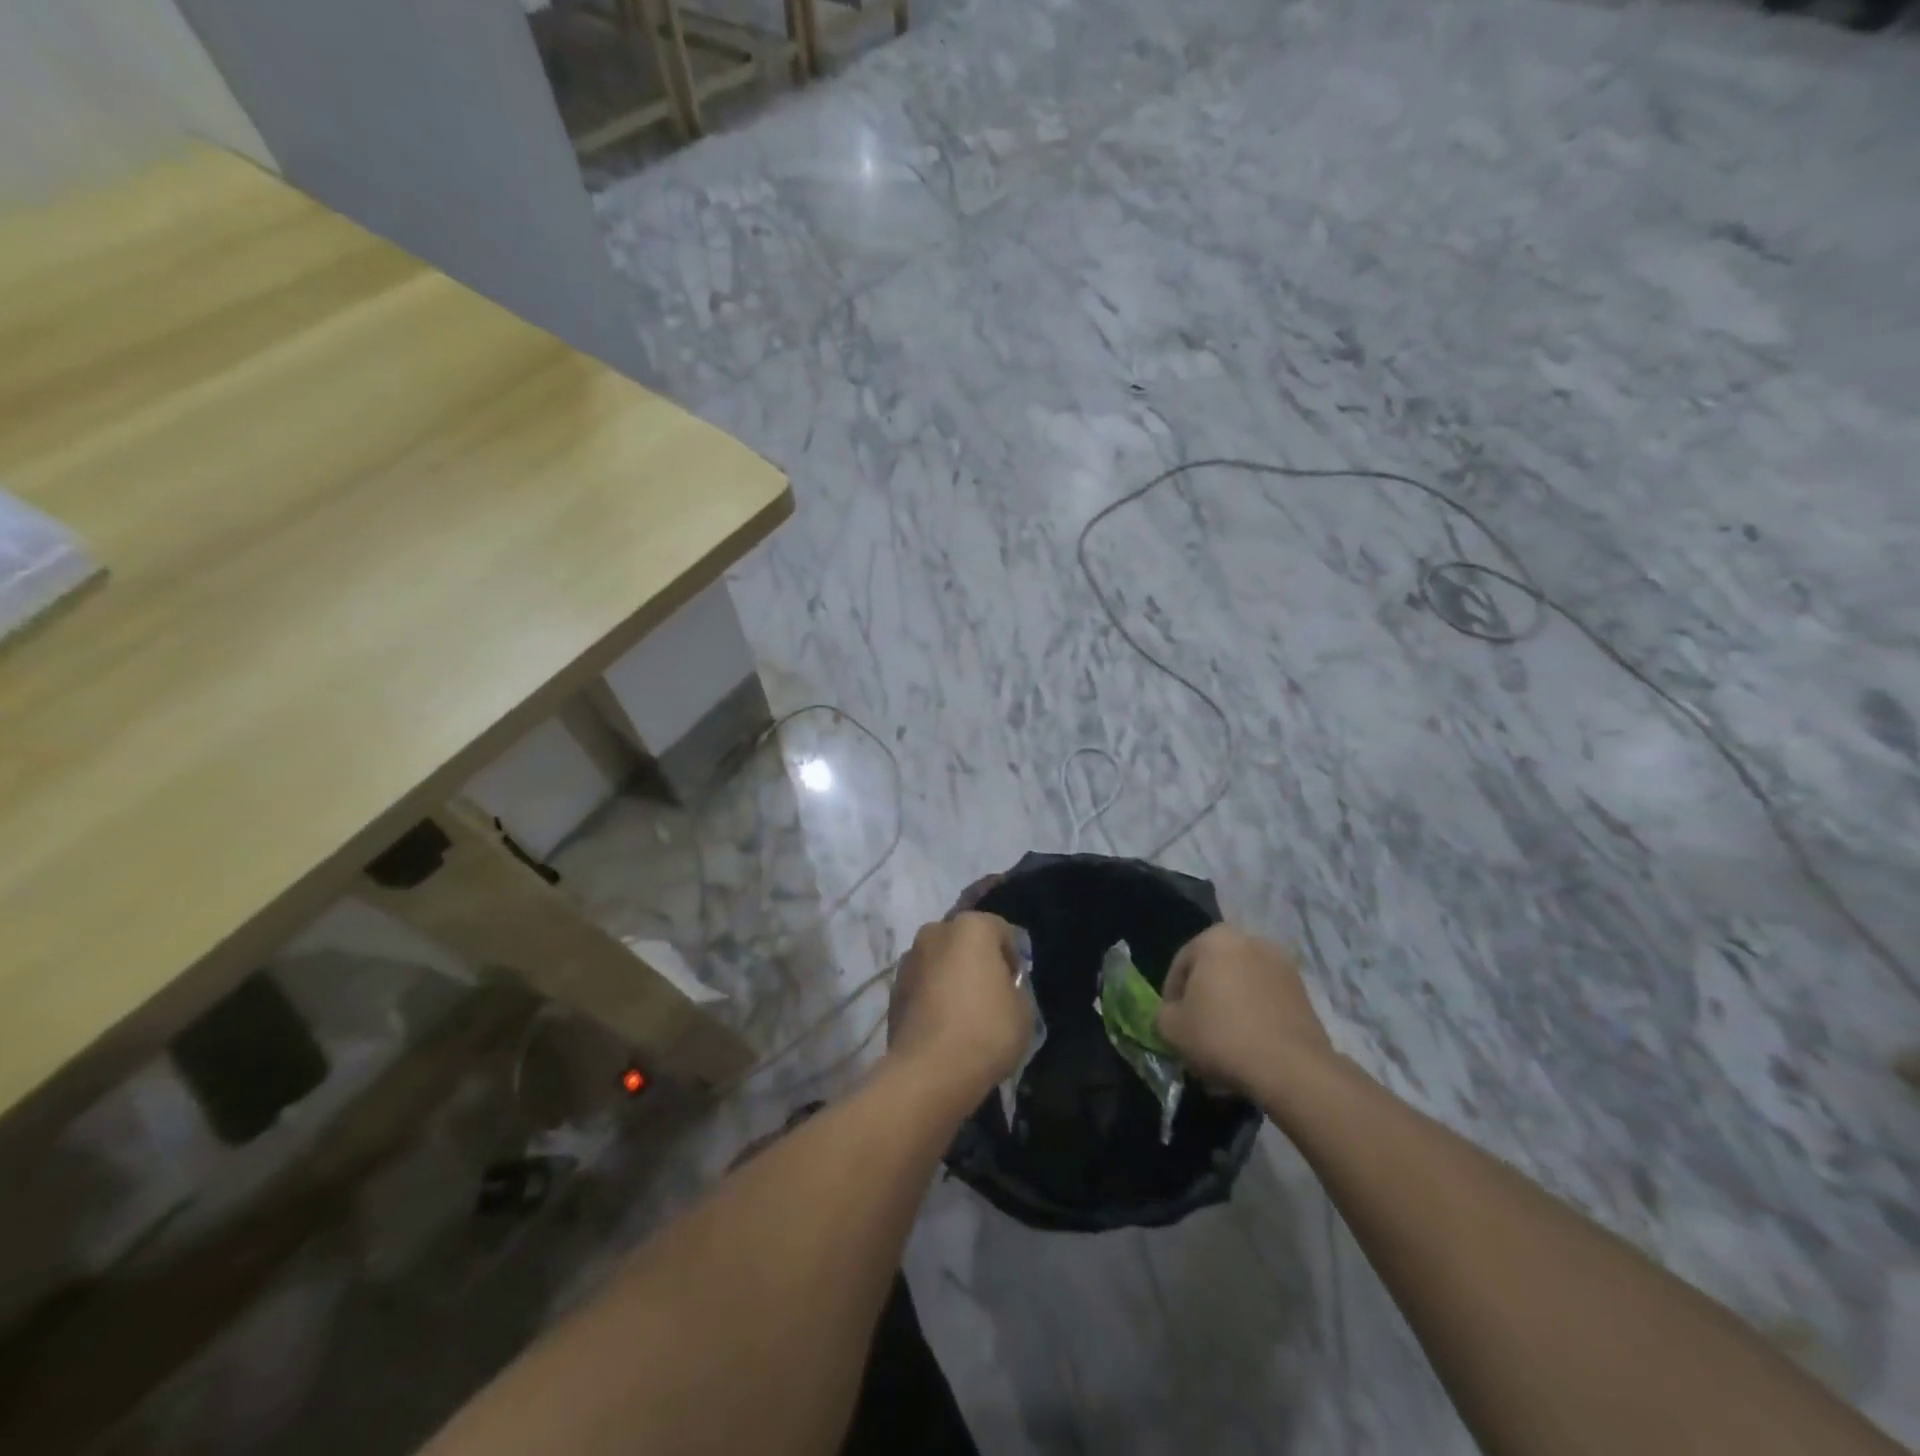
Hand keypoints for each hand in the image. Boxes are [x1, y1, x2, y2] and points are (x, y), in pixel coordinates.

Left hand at [888, 912, 1032, 1099]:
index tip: (1017, 986)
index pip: (1002, 931)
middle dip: (977, 962)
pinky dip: (933, 997)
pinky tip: (944, 1026)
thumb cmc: (986, 1031)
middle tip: (991, 996)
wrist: (929, 1072)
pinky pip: (923, 986)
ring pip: (940, 962)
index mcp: (971, 927)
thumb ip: (1014, 986)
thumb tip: (1000, 986)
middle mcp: (935, 932)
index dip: (1014, 958)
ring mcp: (909, 960)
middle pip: (965, 942)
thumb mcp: (1024, 1009)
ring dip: (951, 978)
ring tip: (964, 1014)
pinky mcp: (893, 990)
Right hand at [1156, 925, 1332, 1095]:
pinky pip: (1266, 1004)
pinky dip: (1255, 1022)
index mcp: (1215, 939)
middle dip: (1204, 1004)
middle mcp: (1251, 941)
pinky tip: (1249, 1052)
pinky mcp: (1304, 994)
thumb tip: (1173, 1015)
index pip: (1181, 966)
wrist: (1291, 1068)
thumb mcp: (1171, 1028)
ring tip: (1224, 1050)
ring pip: (1242, 990)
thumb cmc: (1221, 1036)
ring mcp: (1282, 966)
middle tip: (1197, 1037)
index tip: (1173, 1025)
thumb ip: (1163, 1013)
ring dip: (1230, 1013)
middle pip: (1214, 975)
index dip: (1172, 998)